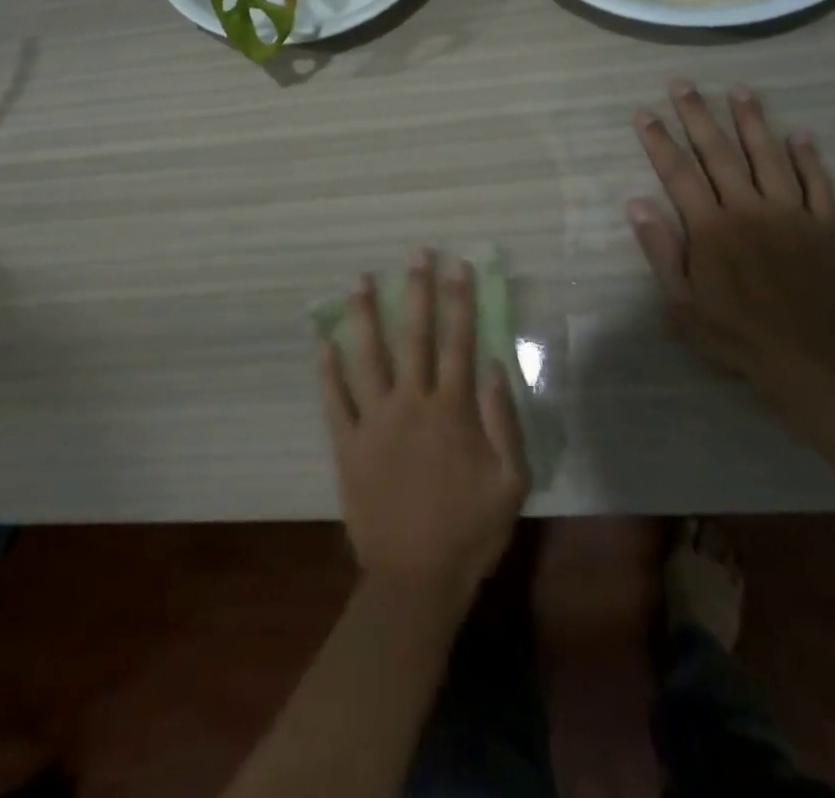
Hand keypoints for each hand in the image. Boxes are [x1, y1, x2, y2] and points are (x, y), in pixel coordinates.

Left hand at [319, 253, 528, 612]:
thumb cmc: (470, 531)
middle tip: (415, 254)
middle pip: (415, 336)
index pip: (458, 341)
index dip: (460, 300)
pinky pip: (335, 399)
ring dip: (364, 316)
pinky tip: (323, 340)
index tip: (458, 265)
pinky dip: (328, 369)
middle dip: (417, 291)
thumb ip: (504, 421)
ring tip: (359, 281)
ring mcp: (374, 420)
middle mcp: (411, 403)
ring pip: (368, 356)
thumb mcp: (512, 482)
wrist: (416, 579)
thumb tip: (493, 365)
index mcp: (451, 410)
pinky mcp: (347, 443)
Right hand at [627, 81, 834, 402]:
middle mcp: (749, 208)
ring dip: (752, 121)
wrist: (819, 363)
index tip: (644, 113)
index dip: (659, 141)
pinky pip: (817, 183)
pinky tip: (801, 135)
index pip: (678, 173)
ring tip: (739, 90)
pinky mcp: (826, 226)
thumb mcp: (683, 305)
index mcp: (711, 228)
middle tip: (683, 83)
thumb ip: (662, 251)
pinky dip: (808, 157)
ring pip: (768, 156)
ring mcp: (791, 213)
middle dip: (698, 115)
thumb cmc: (740, 337)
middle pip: (718, 153)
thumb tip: (637, 204)